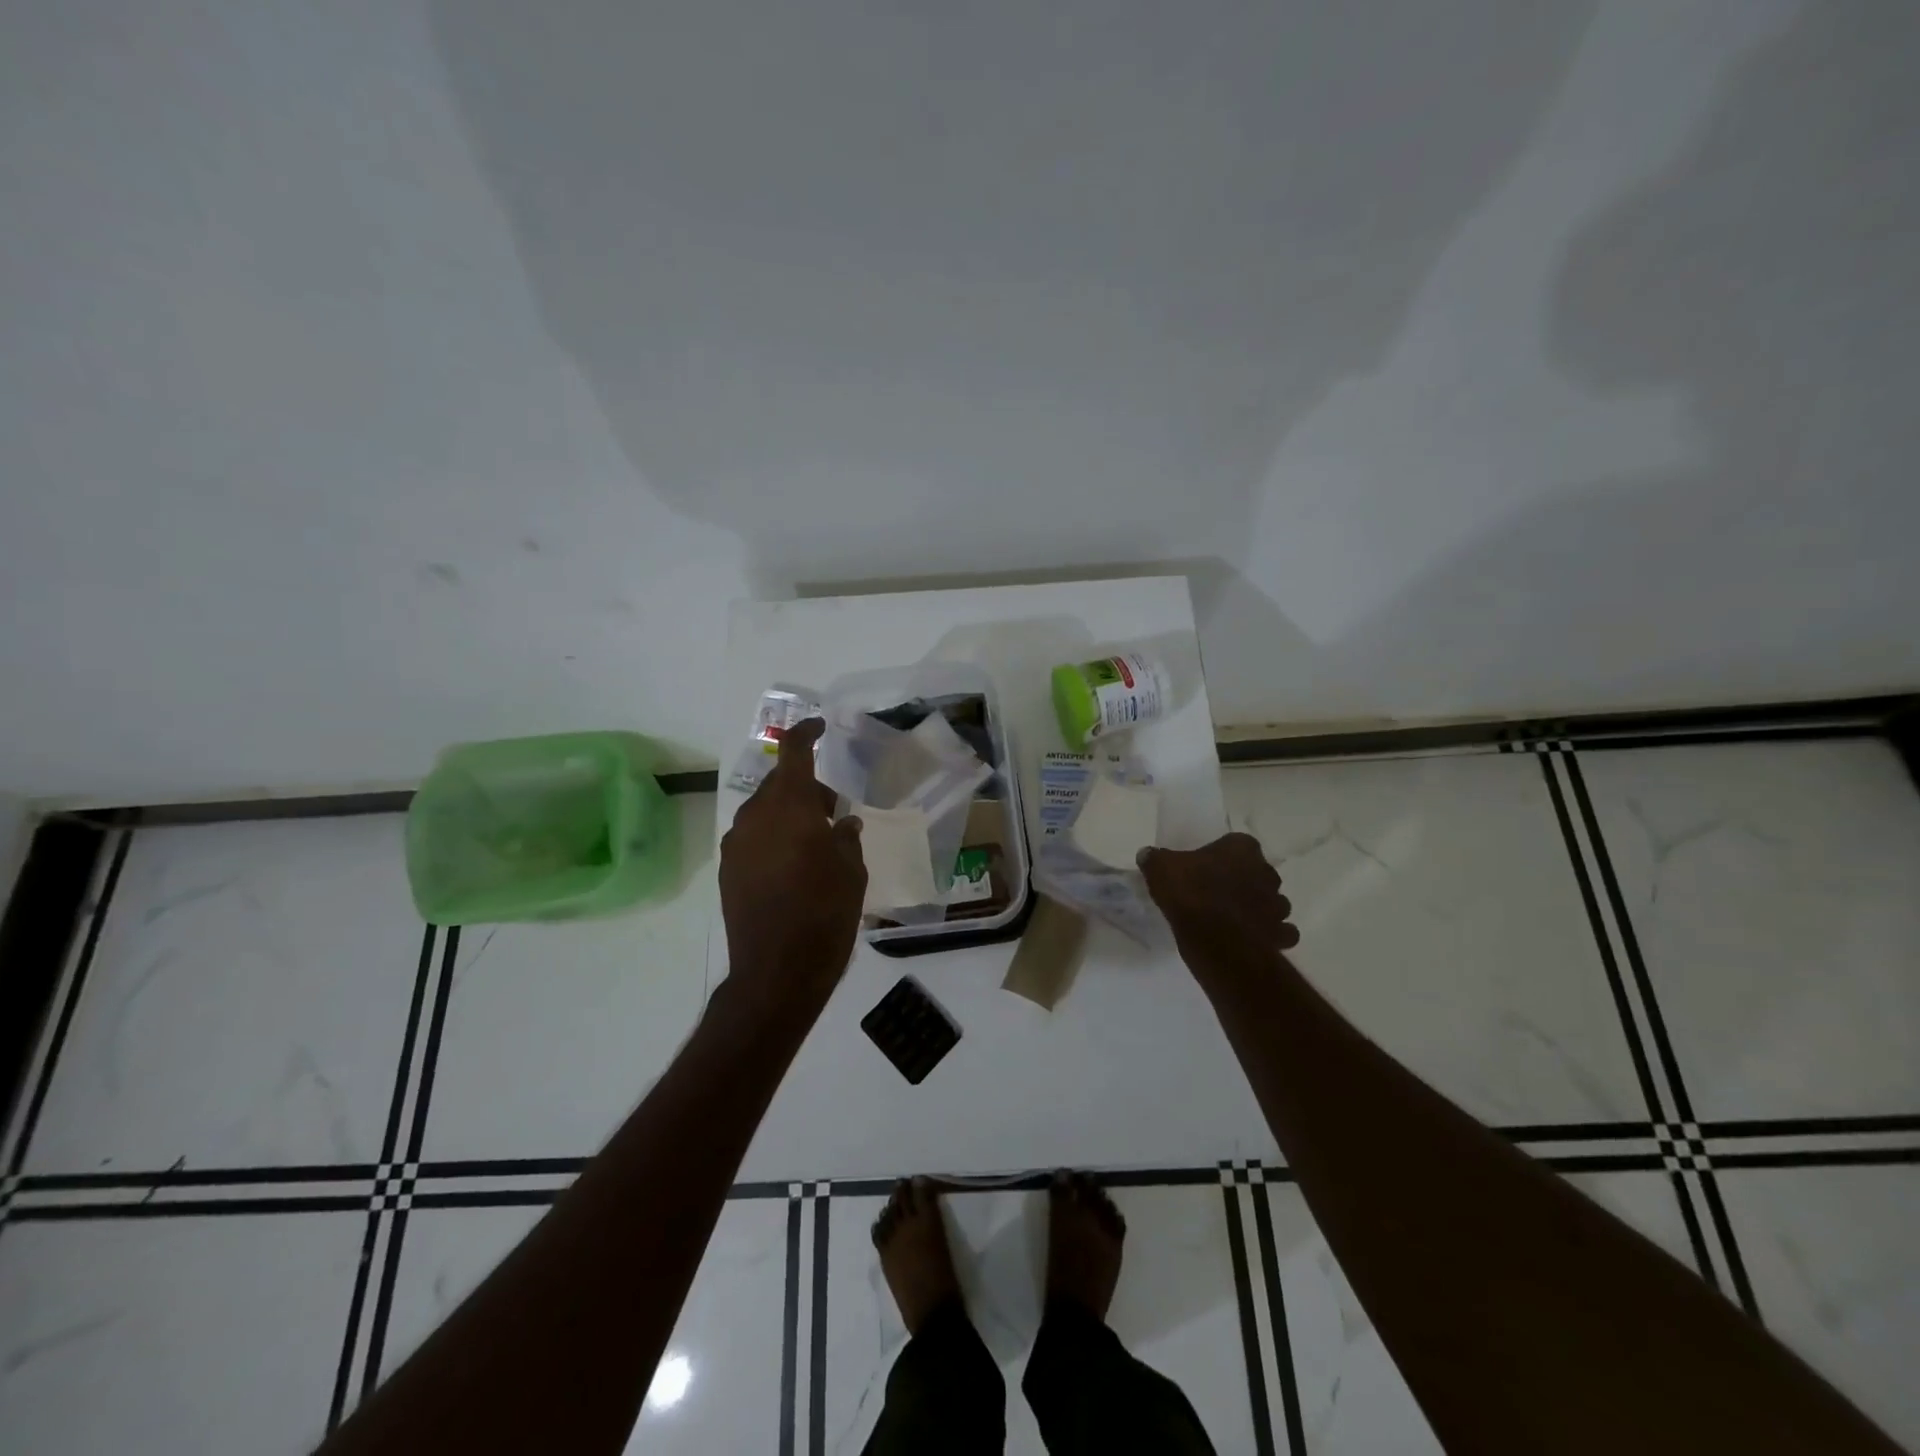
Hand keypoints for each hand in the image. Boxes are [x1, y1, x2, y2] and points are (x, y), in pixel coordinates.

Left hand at [719, 719, 866, 1018]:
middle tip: (835, 814)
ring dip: (789, 815)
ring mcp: (737, 844)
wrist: (777, 972)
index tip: (820, 726)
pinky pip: (754, 838)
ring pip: (765, 812)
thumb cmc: (825, 914)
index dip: (807, 732)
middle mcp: (757, 817)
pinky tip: (793, 868)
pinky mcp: (728, 870)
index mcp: (791, 807)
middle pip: (780, 785)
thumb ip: (847, 839)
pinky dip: (774, 839)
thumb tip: (843, 826)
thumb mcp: (852, 873)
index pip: (794, 752)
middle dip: (807, 789)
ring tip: (815, 845)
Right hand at [1138, 832, 1299, 971]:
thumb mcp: (1160, 868)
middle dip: (1245, 881)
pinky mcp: (1280, 934)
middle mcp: (1267, 872)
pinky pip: (1279, 931)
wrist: (1215, 939)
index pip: (1238, 843)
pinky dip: (1269, 934)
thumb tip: (1147, 854)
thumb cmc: (1190, 893)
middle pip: (1258, 872)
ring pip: (1273, 902)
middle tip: (1219, 892)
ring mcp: (1278, 905)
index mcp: (1242, 849)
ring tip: (1234, 917)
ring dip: (1258, 907)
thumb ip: (1155, 858)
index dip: (1224, 855)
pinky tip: (1249, 937)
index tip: (1208, 867)